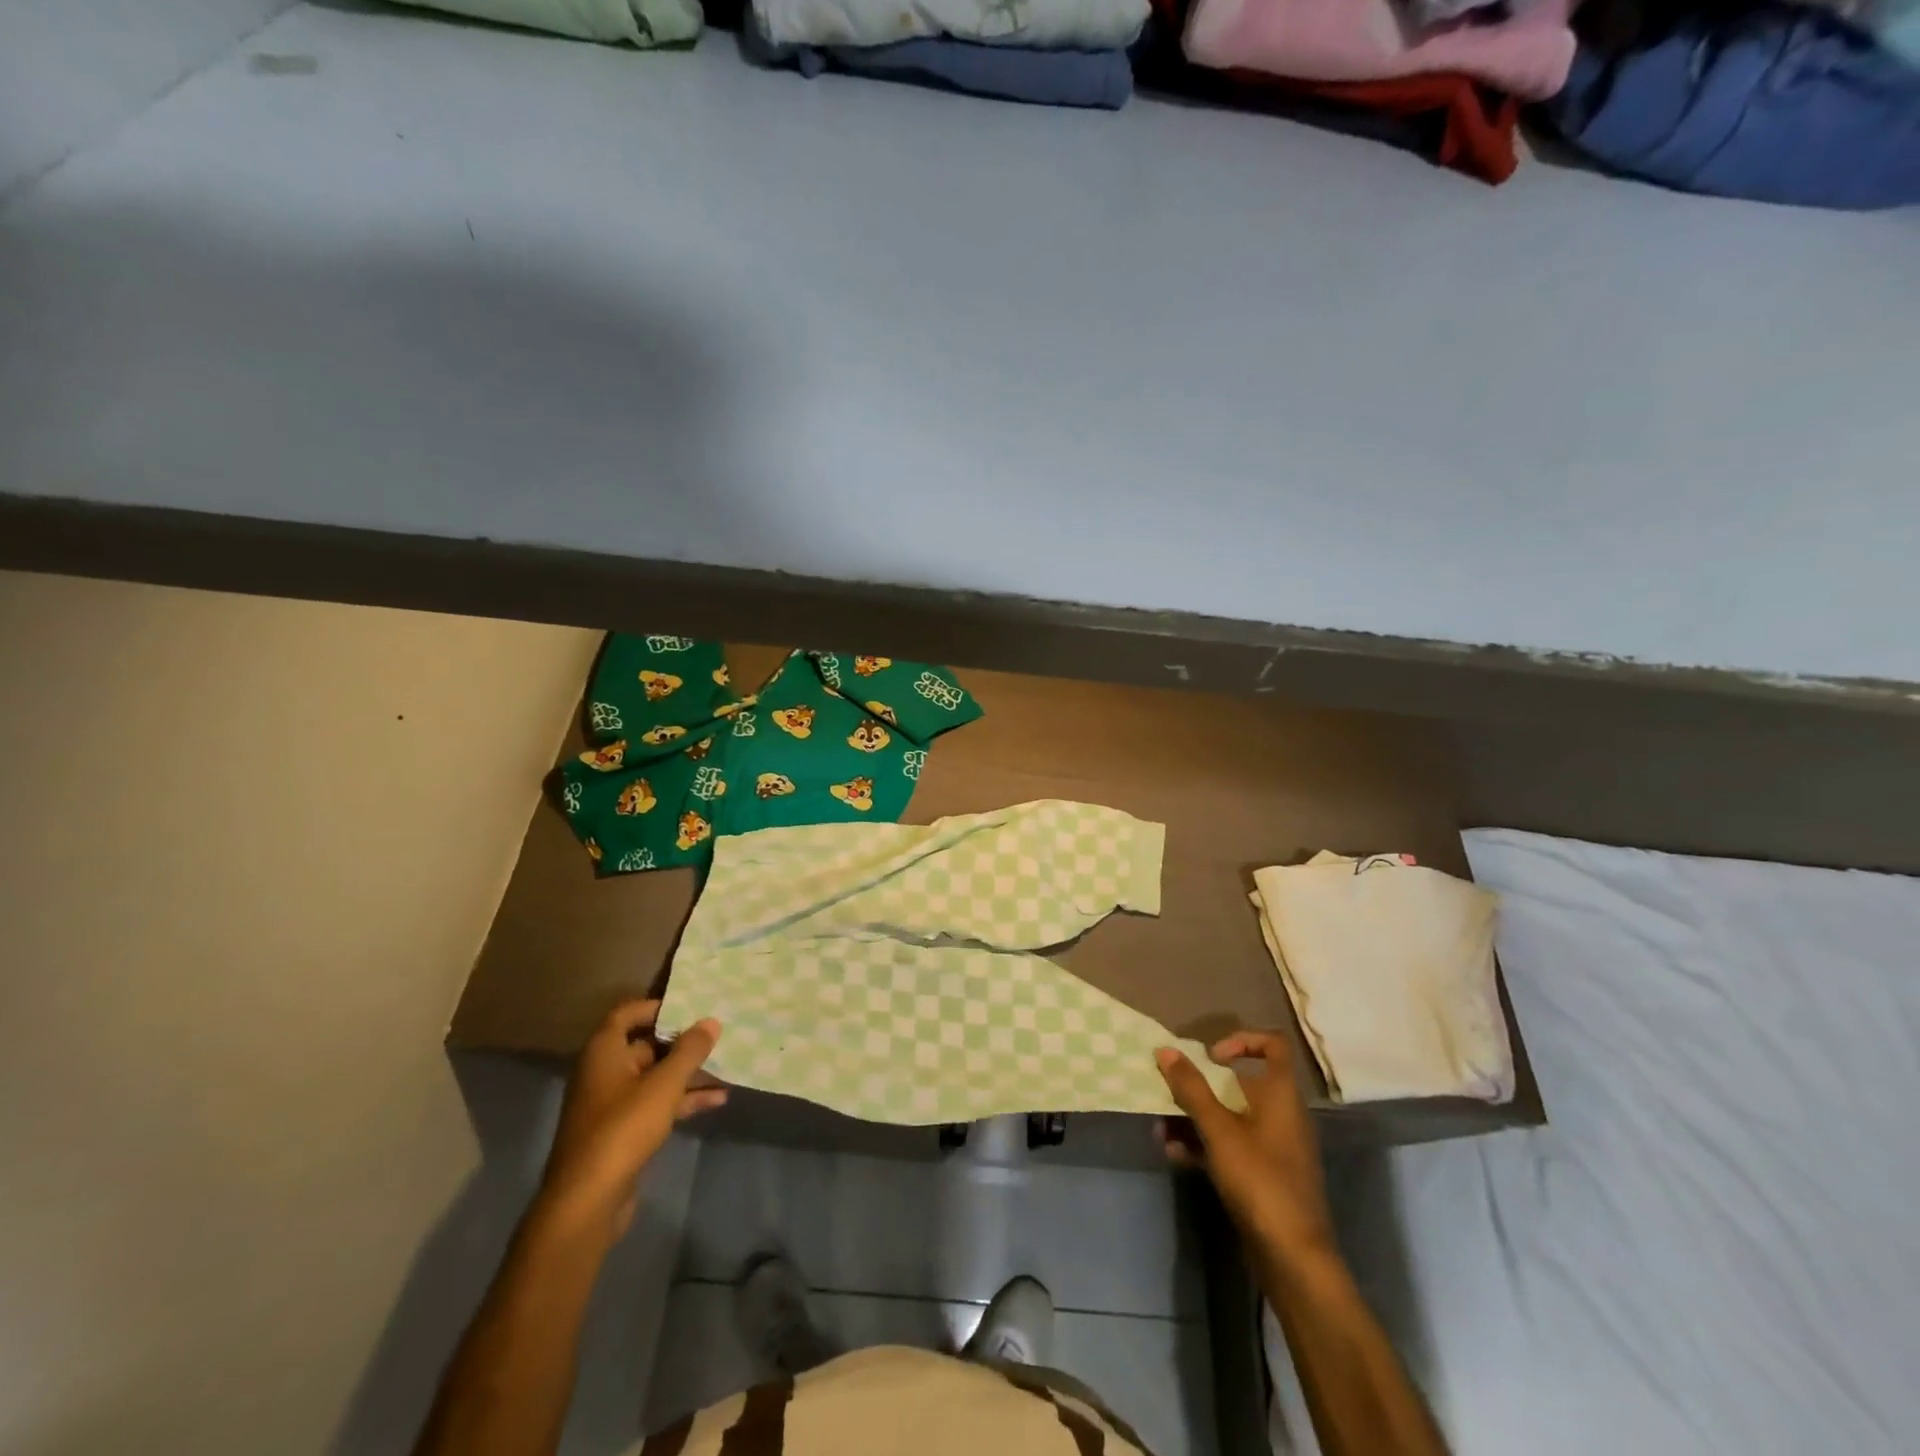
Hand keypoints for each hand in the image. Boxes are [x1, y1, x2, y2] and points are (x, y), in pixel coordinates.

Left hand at [537, 1000, 724, 1239]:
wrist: (586, 1202)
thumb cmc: (622, 1129)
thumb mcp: (664, 1085)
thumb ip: (690, 1051)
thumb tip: (711, 1021)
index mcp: (604, 1052)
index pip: (628, 1013)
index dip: (659, 1007)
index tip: (692, 1007)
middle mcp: (603, 1072)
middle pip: (646, 1045)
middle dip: (683, 1043)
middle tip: (718, 1036)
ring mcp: (611, 1104)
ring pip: (655, 1077)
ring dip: (688, 1074)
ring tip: (726, 1068)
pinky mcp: (621, 1132)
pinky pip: (655, 1104)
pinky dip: (682, 1100)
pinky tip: (716, 1101)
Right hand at [1156, 1031, 1334, 1265]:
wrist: (1293, 1258)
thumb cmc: (1260, 1180)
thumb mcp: (1219, 1130)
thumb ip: (1191, 1088)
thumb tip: (1165, 1049)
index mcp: (1281, 1094)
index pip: (1272, 1045)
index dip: (1242, 1040)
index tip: (1210, 1056)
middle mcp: (1280, 1114)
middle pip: (1239, 1082)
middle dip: (1200, 1085)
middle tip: (1169, 1090)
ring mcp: (1272, 1146)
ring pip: (1229, 1116)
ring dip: (1194, 1117)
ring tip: (1160, 1127)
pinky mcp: (1262, 1175)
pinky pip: (1229, 1145)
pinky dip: (1202, 1144)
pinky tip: (1172, 1153)